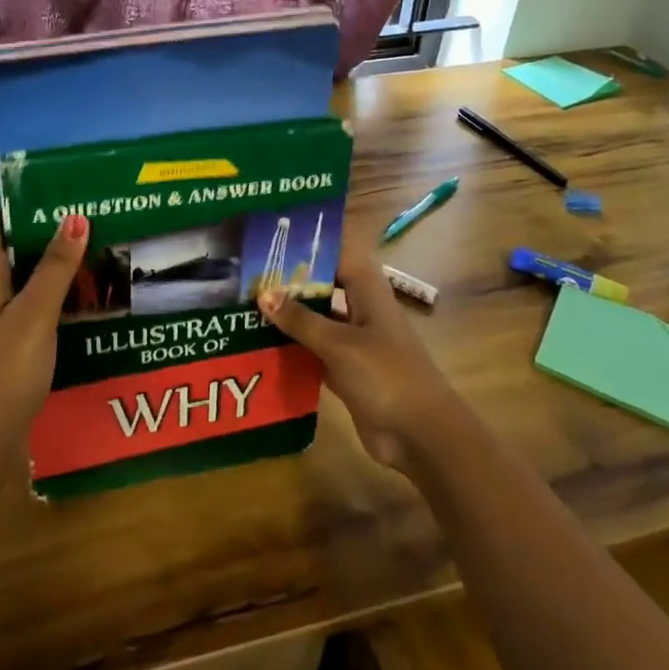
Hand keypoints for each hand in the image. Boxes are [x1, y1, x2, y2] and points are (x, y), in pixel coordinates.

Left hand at [0, 173, 89, 444]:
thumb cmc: (3, 370)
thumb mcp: (35, 314)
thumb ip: (56, 266)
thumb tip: (76, 214)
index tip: (33, 158)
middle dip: (31, 203)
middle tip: (74, 185)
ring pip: (15, 255)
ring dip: (43, 236)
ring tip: (86, 218)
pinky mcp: (7, 325)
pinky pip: (27, 282)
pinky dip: (49, 268)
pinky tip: (82, 270)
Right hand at [258, 234, 461, 476]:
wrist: (421, 435)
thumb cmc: (385, 375)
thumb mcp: (339, 344)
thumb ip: (300, 320)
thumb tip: (262, 294)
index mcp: (367, 289)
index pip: (338, 251)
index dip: (311, 240)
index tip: (274, 233)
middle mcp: (361, 308)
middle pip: (324, 283)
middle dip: (291, 278)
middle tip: (249, 270)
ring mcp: (355, 340)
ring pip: (317, 317)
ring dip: (289, 313)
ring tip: (246, 302)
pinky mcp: (347, 370)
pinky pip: (314, 350)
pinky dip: (293, 346)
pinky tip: (260, 343)